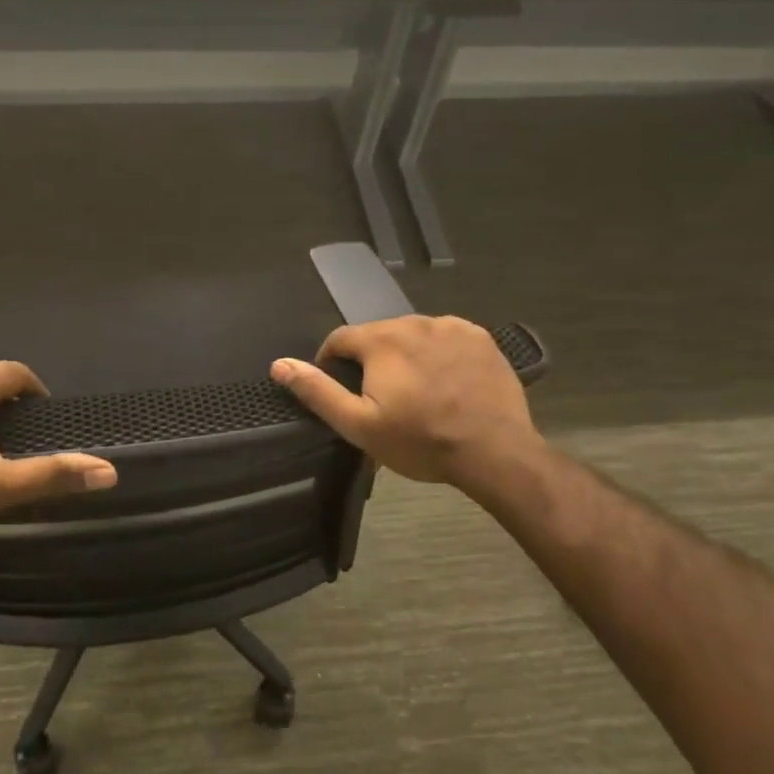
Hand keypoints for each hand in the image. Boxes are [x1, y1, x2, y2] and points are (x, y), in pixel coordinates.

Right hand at [270, 315, 540, 490]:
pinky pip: (447, 338)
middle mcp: (414, 321)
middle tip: (383, 399)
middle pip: (379, 336)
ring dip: (407, 355)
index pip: (340, 339)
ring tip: (418, 391)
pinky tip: (448, 382)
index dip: (332, 363)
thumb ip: (317, 391)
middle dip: (372, 361)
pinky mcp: (481, 338)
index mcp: (381, 340)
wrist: (494, 452)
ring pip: (414, 335)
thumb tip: (279, 364)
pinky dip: (440, 354)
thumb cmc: (420, 441)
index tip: (341, 390)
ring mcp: (452, 327)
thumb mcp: (359, 425)